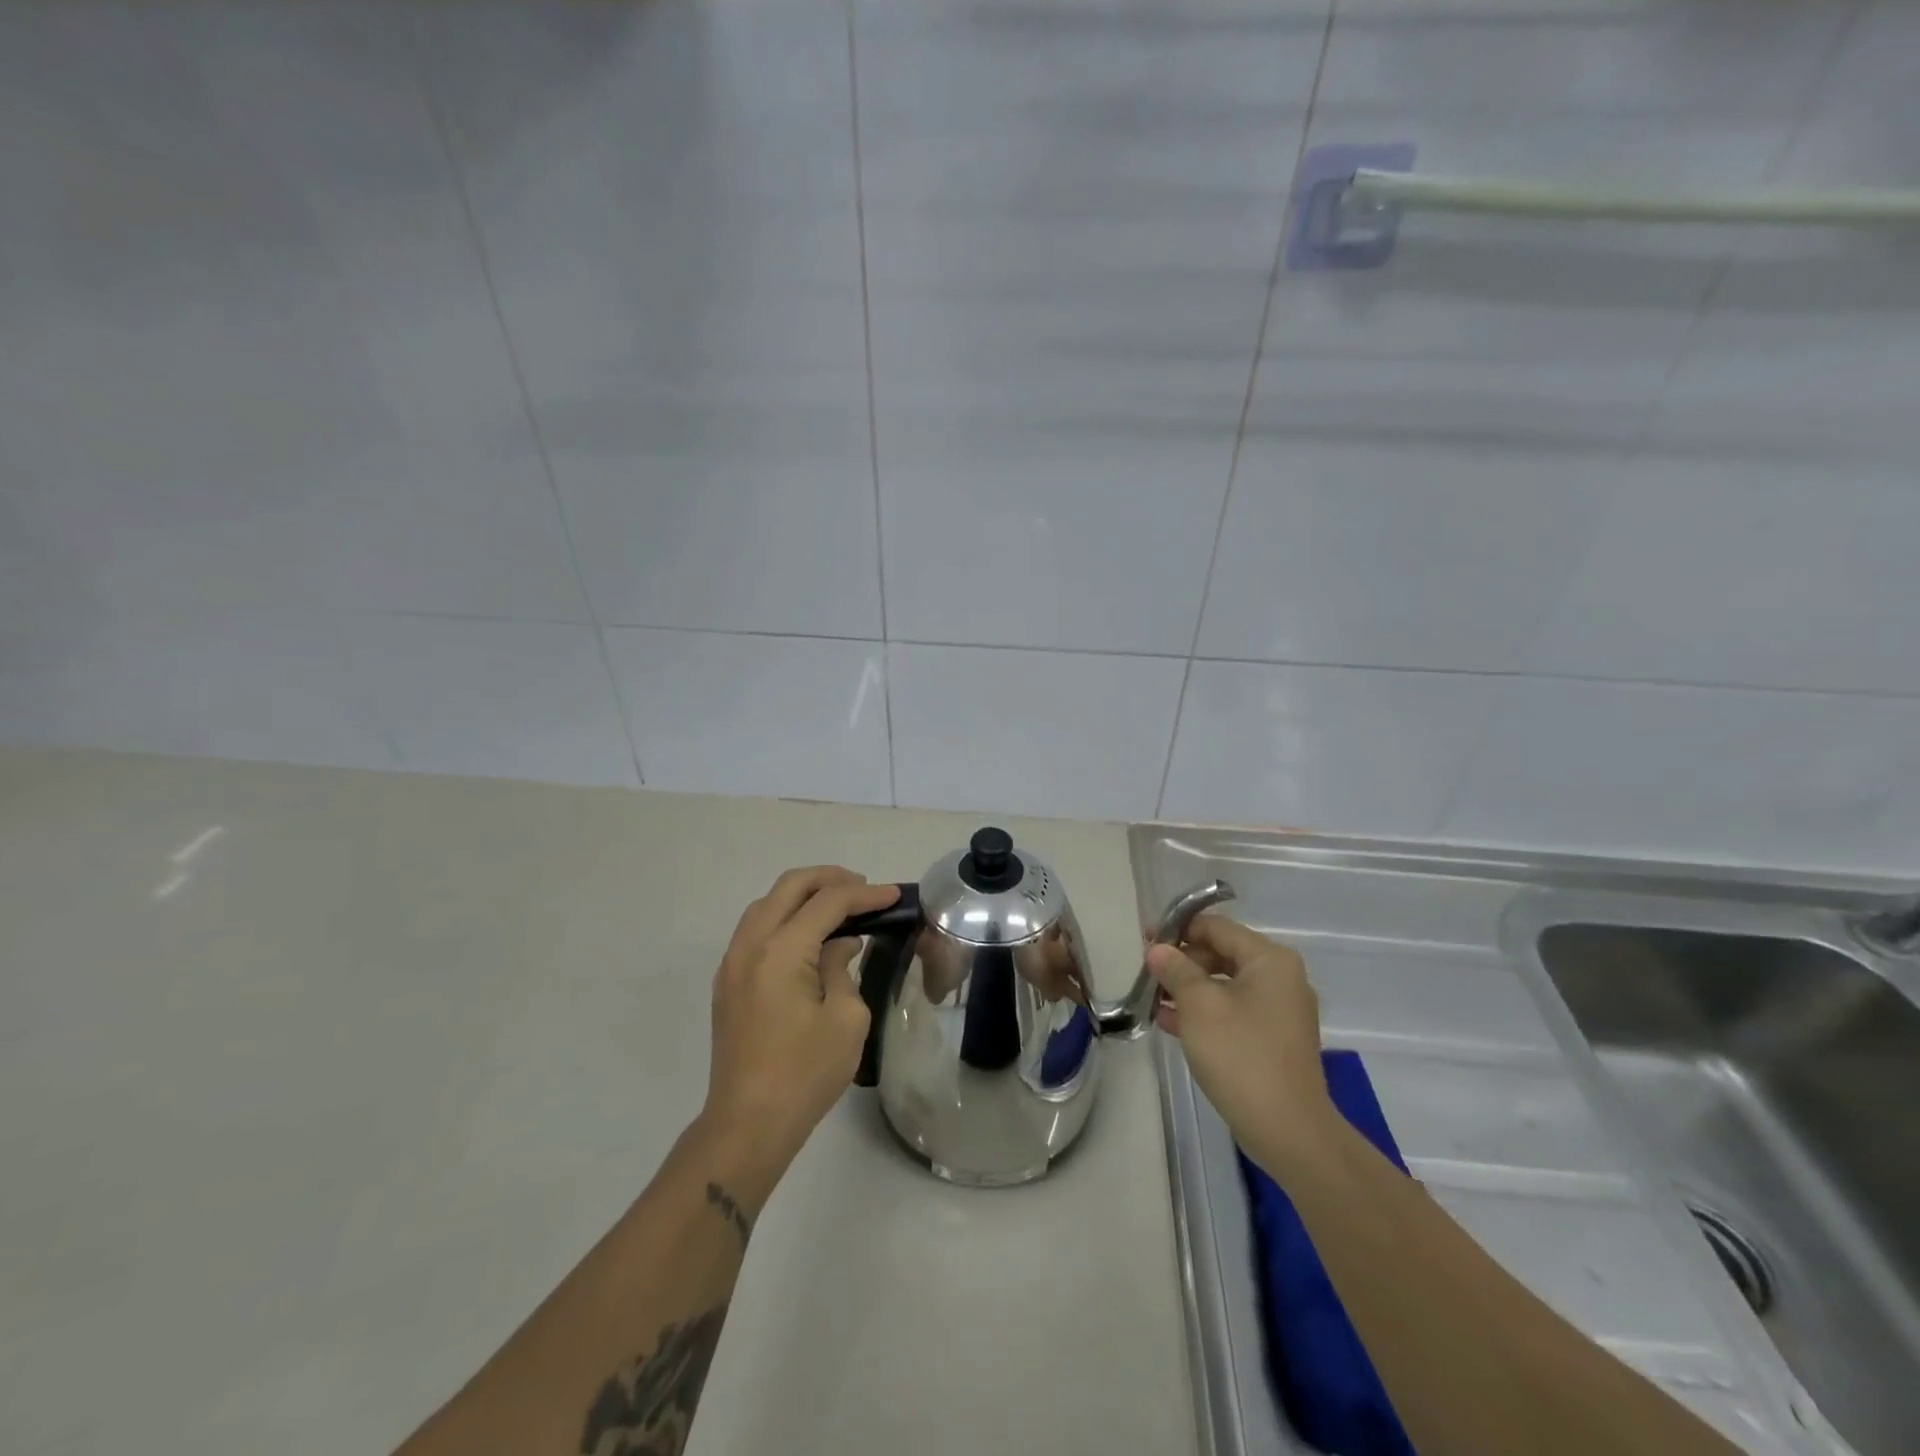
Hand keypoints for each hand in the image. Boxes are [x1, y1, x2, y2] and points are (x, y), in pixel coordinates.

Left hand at [699, 867, 899, 1194]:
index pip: (827, 903)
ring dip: (803, 895)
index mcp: (781, 951)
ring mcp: (732, 963)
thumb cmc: (805, 1074)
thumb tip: (839, 945)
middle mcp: (750, 945)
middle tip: (864, 889)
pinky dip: (784, 917)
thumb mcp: (845, 1019)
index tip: (893, 895)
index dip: (864, 895)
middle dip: (829, 879)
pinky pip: (756, 929)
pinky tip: (808, 935)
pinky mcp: (728, 983)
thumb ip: (843, 968)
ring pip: (767, 904)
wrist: (747, 1124)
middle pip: (790, 887)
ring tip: (838, 906)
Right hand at [1146, 915, 1337, 1175]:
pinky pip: (1233, 1011)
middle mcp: (1280, 977)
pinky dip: (1204, 1012)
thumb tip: (1158, 949)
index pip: (1216, 927)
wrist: (1288, 1130)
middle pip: (1221, 953)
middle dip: (1182, 962)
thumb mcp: (1199, 1006)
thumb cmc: (1241, 1055)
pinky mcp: (1273, 1039)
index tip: (1144, 941)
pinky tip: (1169, 1022)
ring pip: (1224, 985)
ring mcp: (1279, 1011)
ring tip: (1151, 998)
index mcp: (1269, 960)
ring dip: (1188, 989)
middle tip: (1147, 974)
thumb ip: (1175, 970)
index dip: (1177, 930)